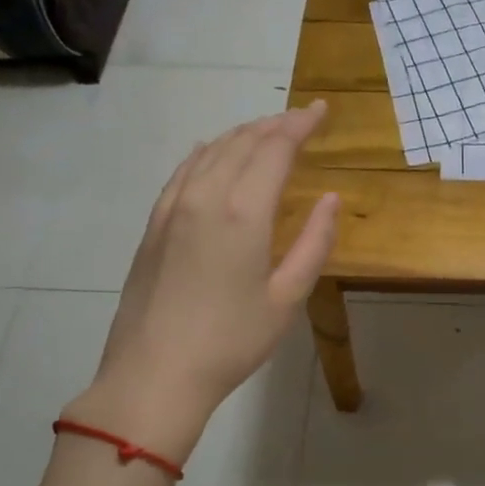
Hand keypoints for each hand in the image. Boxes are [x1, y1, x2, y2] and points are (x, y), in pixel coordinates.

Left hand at [64, 103, 338, 461]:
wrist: (153, 375)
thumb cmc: (231, 341)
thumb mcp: (287, 298)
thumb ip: (313, 243)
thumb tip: (331, 199)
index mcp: (242, 212)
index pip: (275, 149)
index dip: (301, 125)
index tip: (322, 110)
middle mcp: (204, 196)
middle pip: (242, 142)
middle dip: (275, 125)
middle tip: (302, 120)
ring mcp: (172, 208)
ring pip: (210, 151)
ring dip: (242, 135)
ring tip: (267, 133)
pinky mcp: (153, 225)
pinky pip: (183, 171)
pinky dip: (207, 153)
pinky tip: (213, 153)